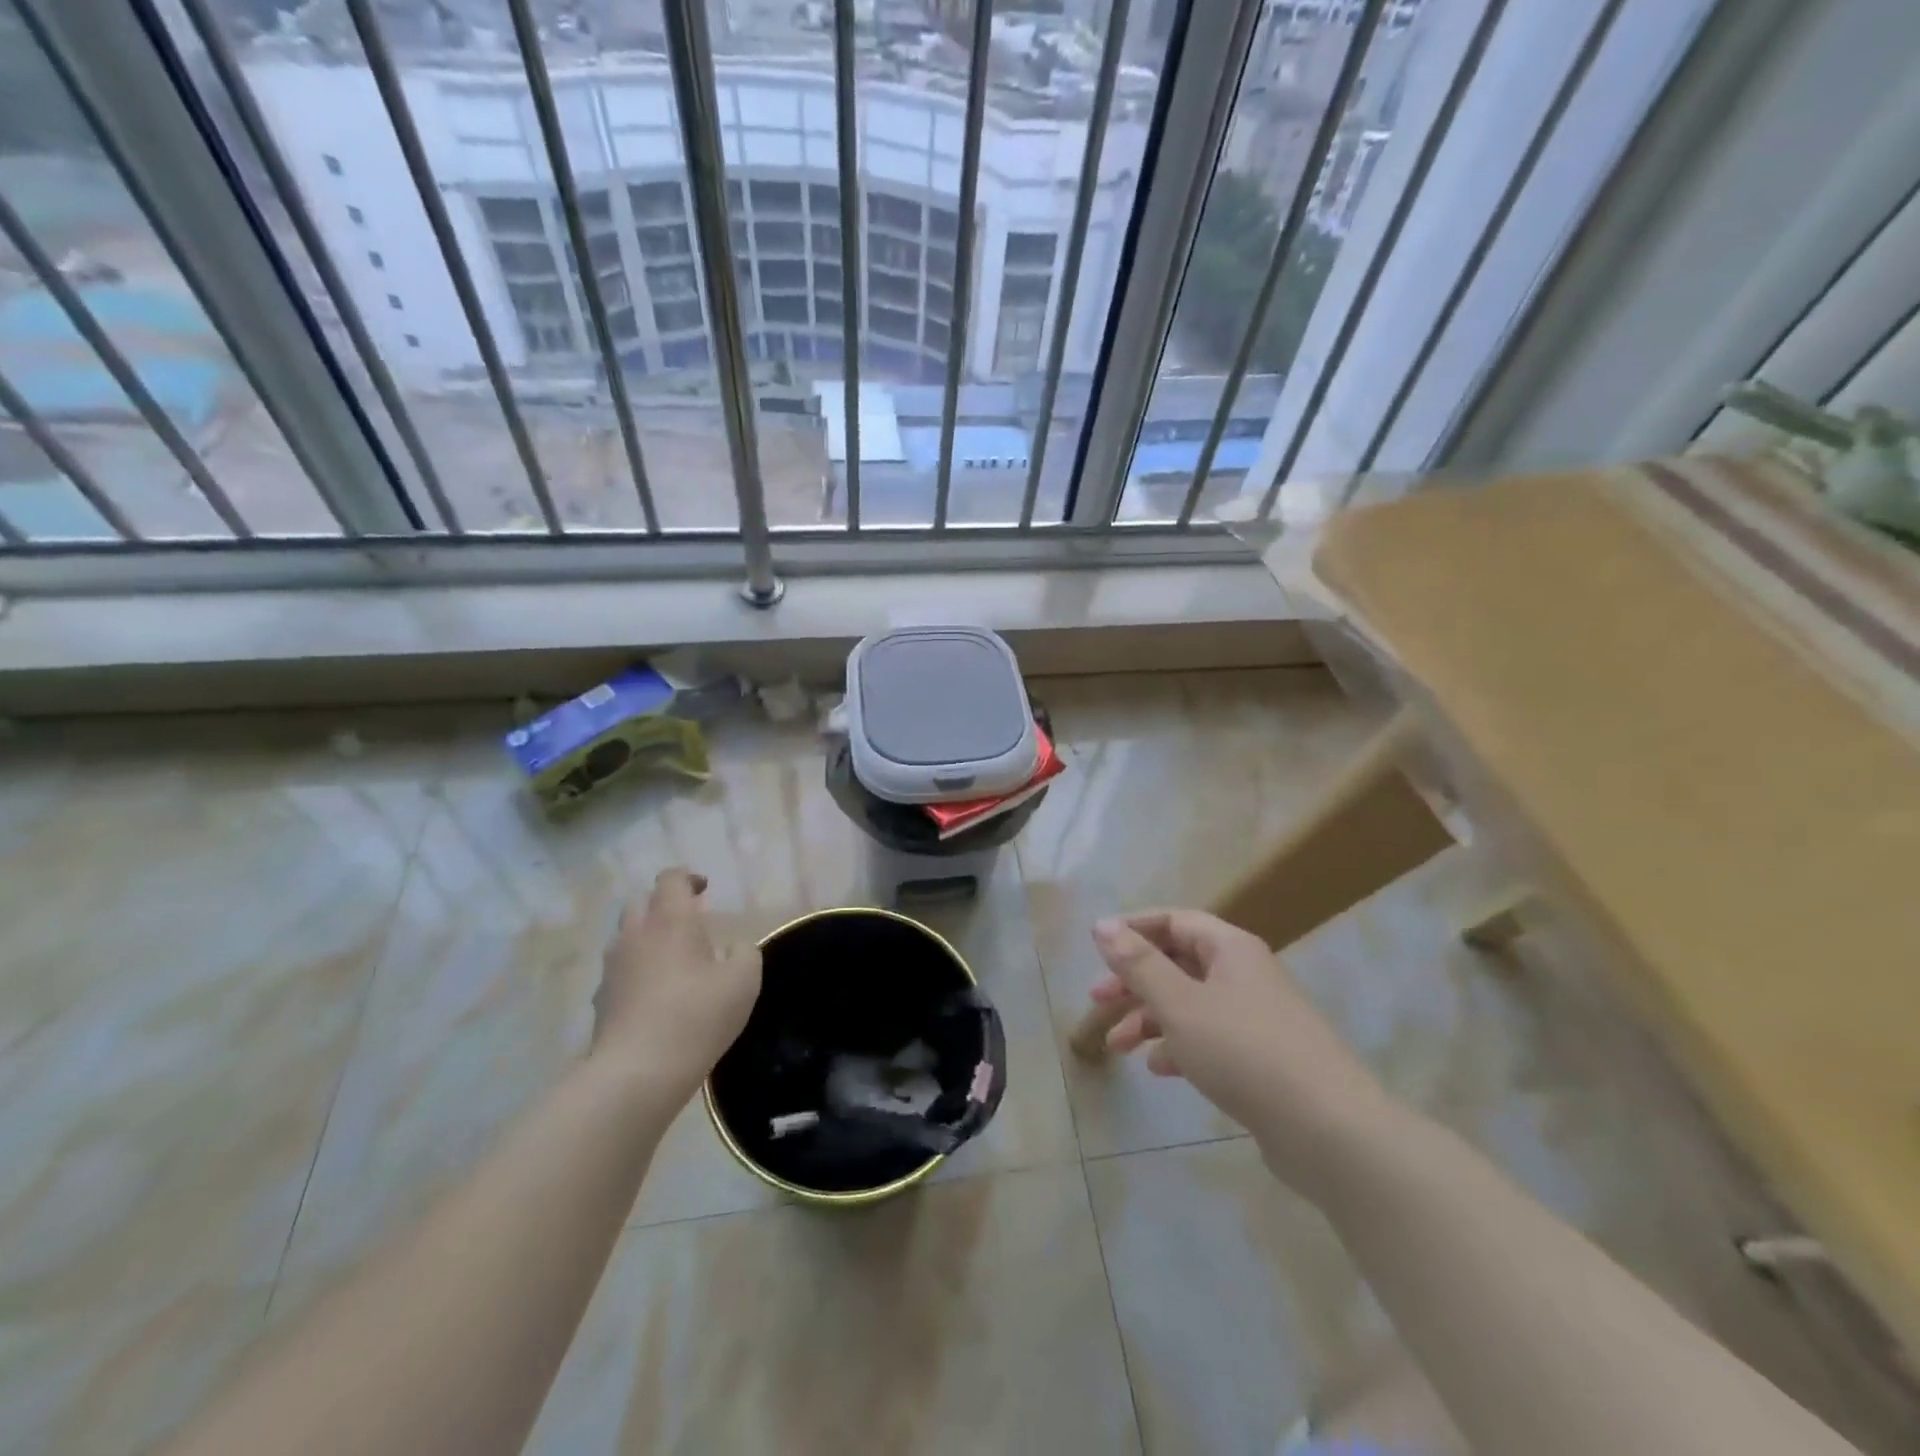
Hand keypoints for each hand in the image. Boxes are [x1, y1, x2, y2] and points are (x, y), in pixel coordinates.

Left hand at [592, 869, 761, 1101]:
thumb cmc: (698, 1015)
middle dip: (663, 906)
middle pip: (641, 903)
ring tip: (672, 963)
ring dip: (646, 940)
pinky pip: (619, 972)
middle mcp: (635, 935)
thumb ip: (744, 952)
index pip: (670, 879)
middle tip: (688, 925)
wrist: (638, 1071)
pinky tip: (654, 997)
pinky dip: (635, 973)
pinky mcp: (600, 1000)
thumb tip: (733, 946)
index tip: (704, 891)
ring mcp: (612, 968)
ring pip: (625, 938)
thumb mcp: (744, 980)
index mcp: (670, 920)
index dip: (687, 878)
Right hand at [1090, 910, 1398, 1200]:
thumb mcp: (1180, 1004)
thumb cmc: (1244, 1052)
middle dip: (1135, 981)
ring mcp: (1256, 1017)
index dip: (1133, 930)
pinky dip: (1180, 1046)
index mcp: (1230, 948)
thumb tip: (1102, 925)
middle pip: (1179, 963)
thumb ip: (1139, 965)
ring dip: (1150, 1018)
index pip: (1174, 920)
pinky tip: (1159, 1069)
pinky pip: (1210, 1038)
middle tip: (1096, 1000)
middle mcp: (1245, 973)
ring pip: (1190, 1003)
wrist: (1329, 1131)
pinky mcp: (1262, 1058)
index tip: (1097, 949)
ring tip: (1118, 1047)